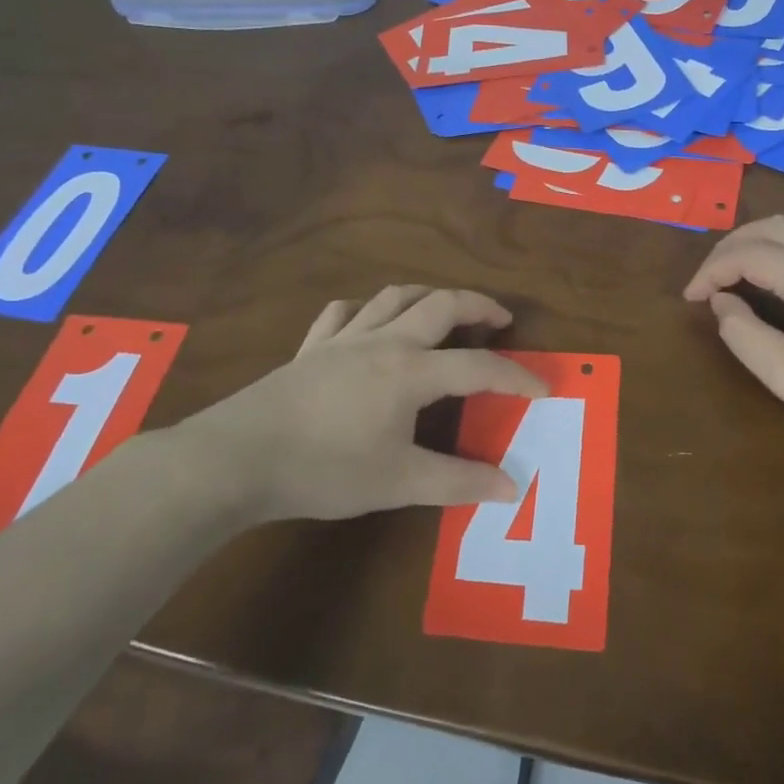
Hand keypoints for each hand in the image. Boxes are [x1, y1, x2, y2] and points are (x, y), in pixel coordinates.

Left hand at [170, 286, 544, 522]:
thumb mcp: (399, 481)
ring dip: (427, 296)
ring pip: (393, 298)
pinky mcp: (310, 348)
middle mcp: (384, 342)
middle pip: (440, 305)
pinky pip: (342, 313)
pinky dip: (365, 310)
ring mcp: (343, 339)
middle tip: (500, 318)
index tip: (544, 387)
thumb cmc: (325, 469)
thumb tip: (512, 487)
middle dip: (477, 306)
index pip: (479, 367)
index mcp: (412, 372)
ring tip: (444, 309)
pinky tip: (368, 320)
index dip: (517, 376)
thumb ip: (458, 482)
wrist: (239, 457)